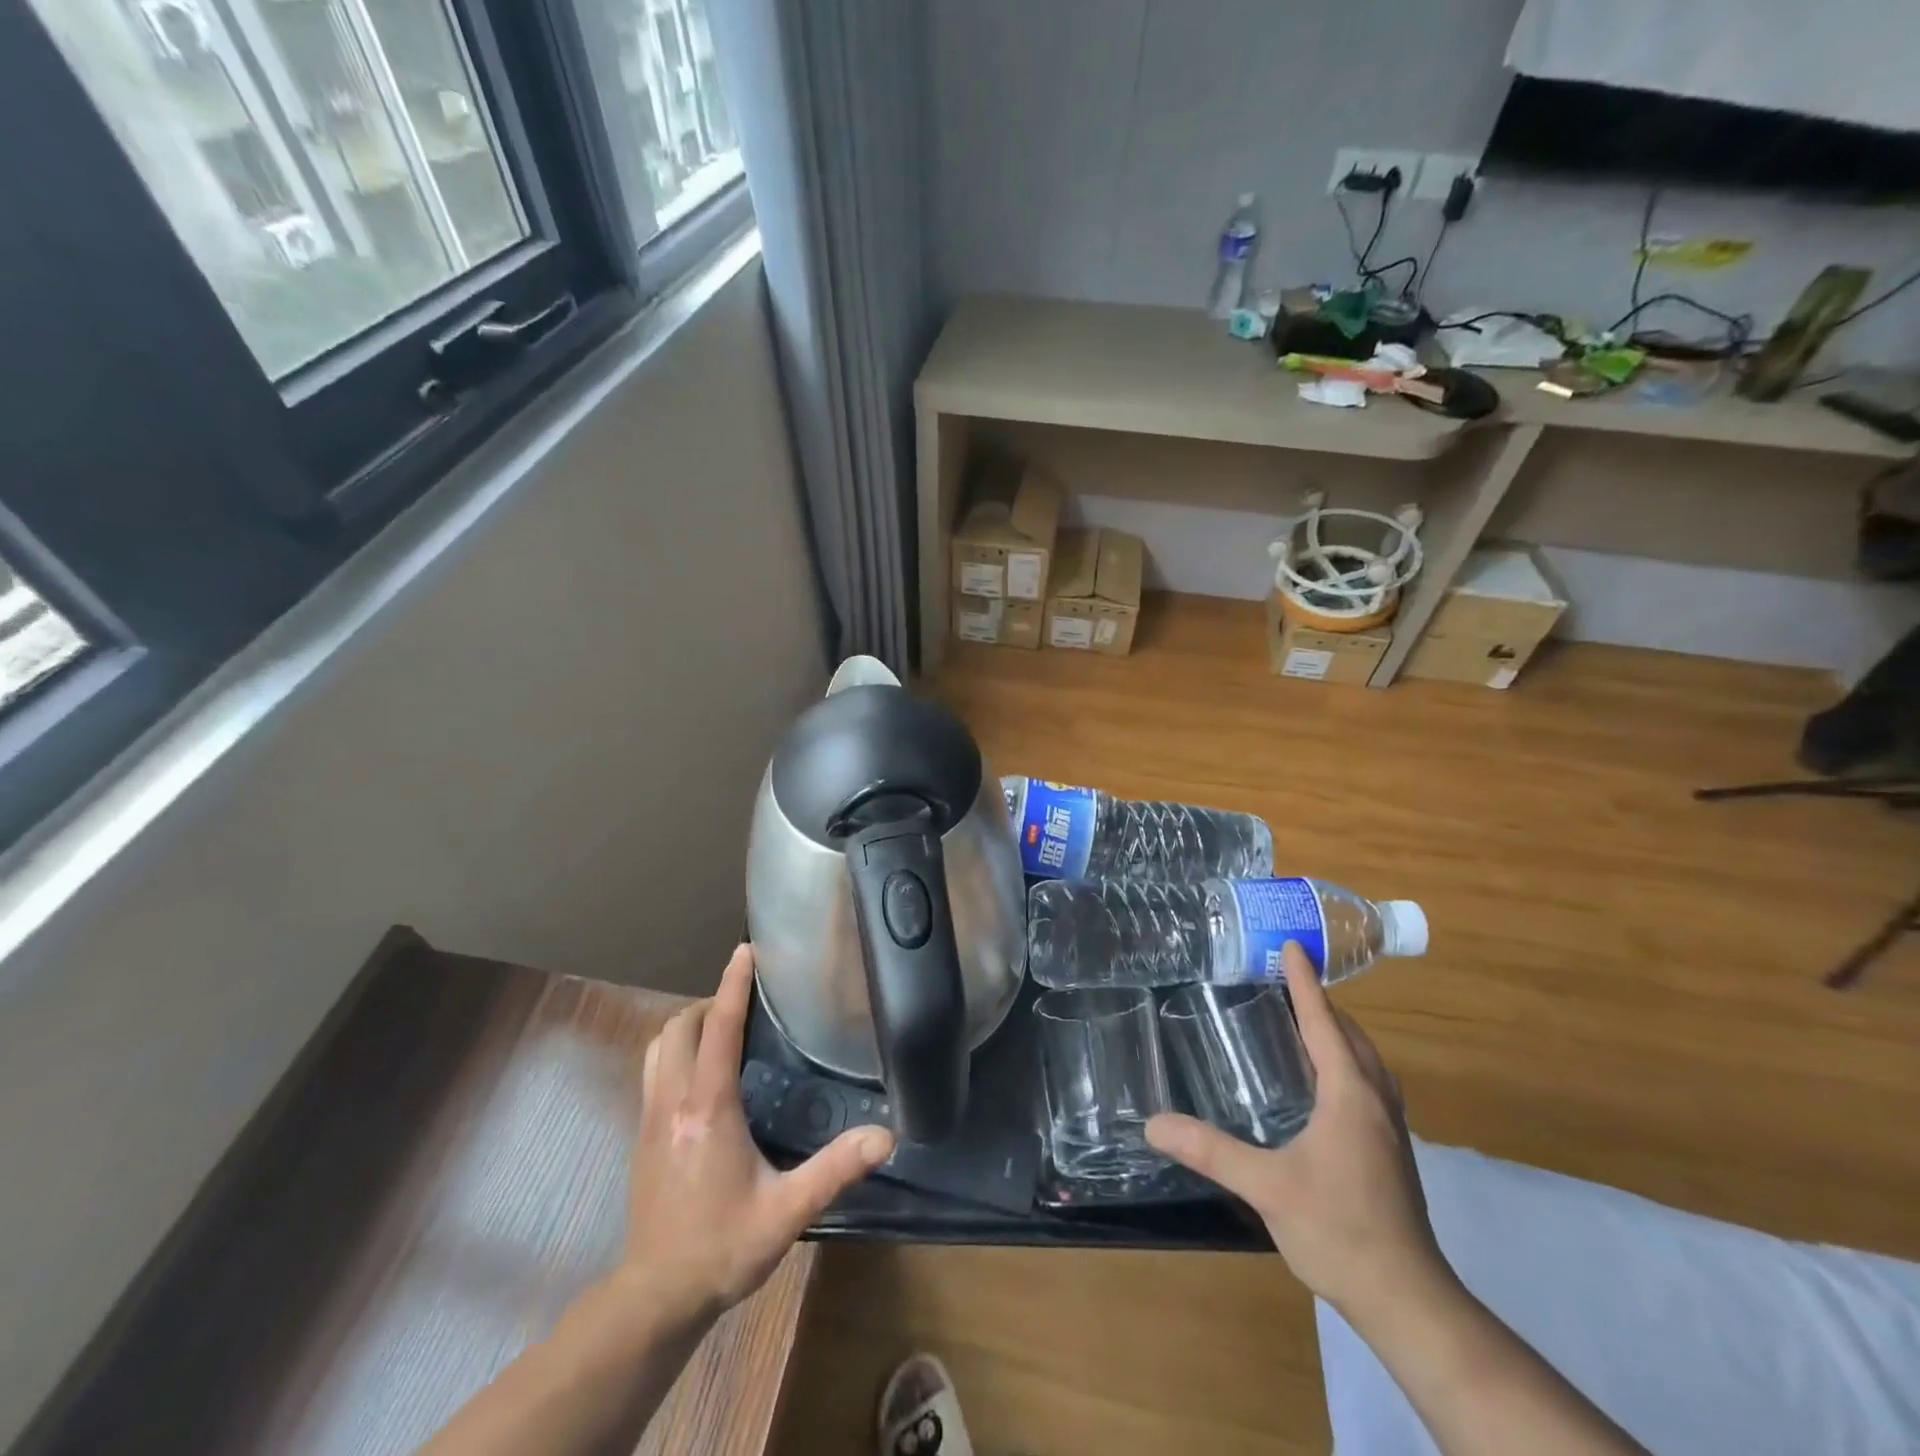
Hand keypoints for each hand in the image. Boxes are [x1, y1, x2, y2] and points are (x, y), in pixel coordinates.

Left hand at [622, 944, 893, 1322]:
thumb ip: (835, 1170)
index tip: (747, 951)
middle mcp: (673, 1102)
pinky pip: (653, 1070)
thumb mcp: (786, 1211)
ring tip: (722, 1029)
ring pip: (658, 1046)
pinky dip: (675, 1051)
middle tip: (746, 1004)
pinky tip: (701, 1073)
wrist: (656, 1297)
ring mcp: (650, 1118)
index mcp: (708, 1108)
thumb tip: (885, 1137)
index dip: (732, 985)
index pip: (718, 1029)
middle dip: (710, 1002)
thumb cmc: (722, 1248)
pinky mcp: (641, 1135)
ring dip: (687, 1025)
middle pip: (680, 1027)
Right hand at [1146, 942, 1448, 1323]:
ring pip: (1365, 1060)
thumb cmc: (1339, 1230)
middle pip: (1350, 1035)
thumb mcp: (1267, 1187)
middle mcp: (1374, 1100)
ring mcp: (1389, 1127)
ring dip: (1337, 1031)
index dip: (1305, 982)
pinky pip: (1366, 1083)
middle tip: (1284, 979)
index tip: (1293, 945)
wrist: (1408, 1300)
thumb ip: (1210, 1151)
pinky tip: (1322, 1080)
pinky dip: (1345, 1060)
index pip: (1323, 1022)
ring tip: (1302, 1020)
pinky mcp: (1390, 1151)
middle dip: (1322, 1002)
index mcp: (1349, 1094)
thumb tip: (1154, 1123)